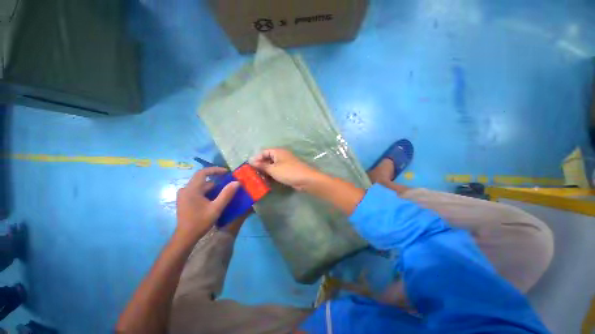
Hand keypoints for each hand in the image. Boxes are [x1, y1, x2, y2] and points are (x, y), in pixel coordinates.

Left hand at [176, 167, 238, 240]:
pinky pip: (198, 191)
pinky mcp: (185, 200)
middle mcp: (185, 189)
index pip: (203, 172)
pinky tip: (215, 198)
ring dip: (213, 187)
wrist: (185, 237)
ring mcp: (184, 195)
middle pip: (203, 179)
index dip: (215, 170)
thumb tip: (237, 182)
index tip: (227, 172)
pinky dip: (207, 192)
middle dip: (216, 180)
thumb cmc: (200, 222)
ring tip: (224, 191)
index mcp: (191, 189)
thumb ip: (226, 194)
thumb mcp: (216, 208)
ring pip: (201, 186)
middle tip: (229, 183)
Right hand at [250, 148, 320, 190]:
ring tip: (258, 177)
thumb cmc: (288, 172)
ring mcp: (286, 163)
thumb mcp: (273, 169)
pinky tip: (267, 180)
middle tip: (253, 173)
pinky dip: (272, 174)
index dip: (256, 158)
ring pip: (273, 165)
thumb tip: (251, 161)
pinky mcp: (288, 170)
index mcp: (278, 151)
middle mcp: (282, 155)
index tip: (249, 166)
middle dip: (261, 165)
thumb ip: (262, 166)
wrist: (306, 179)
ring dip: (266, 171)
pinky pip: (278, 170)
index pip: (264, 152)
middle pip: (268, 158)